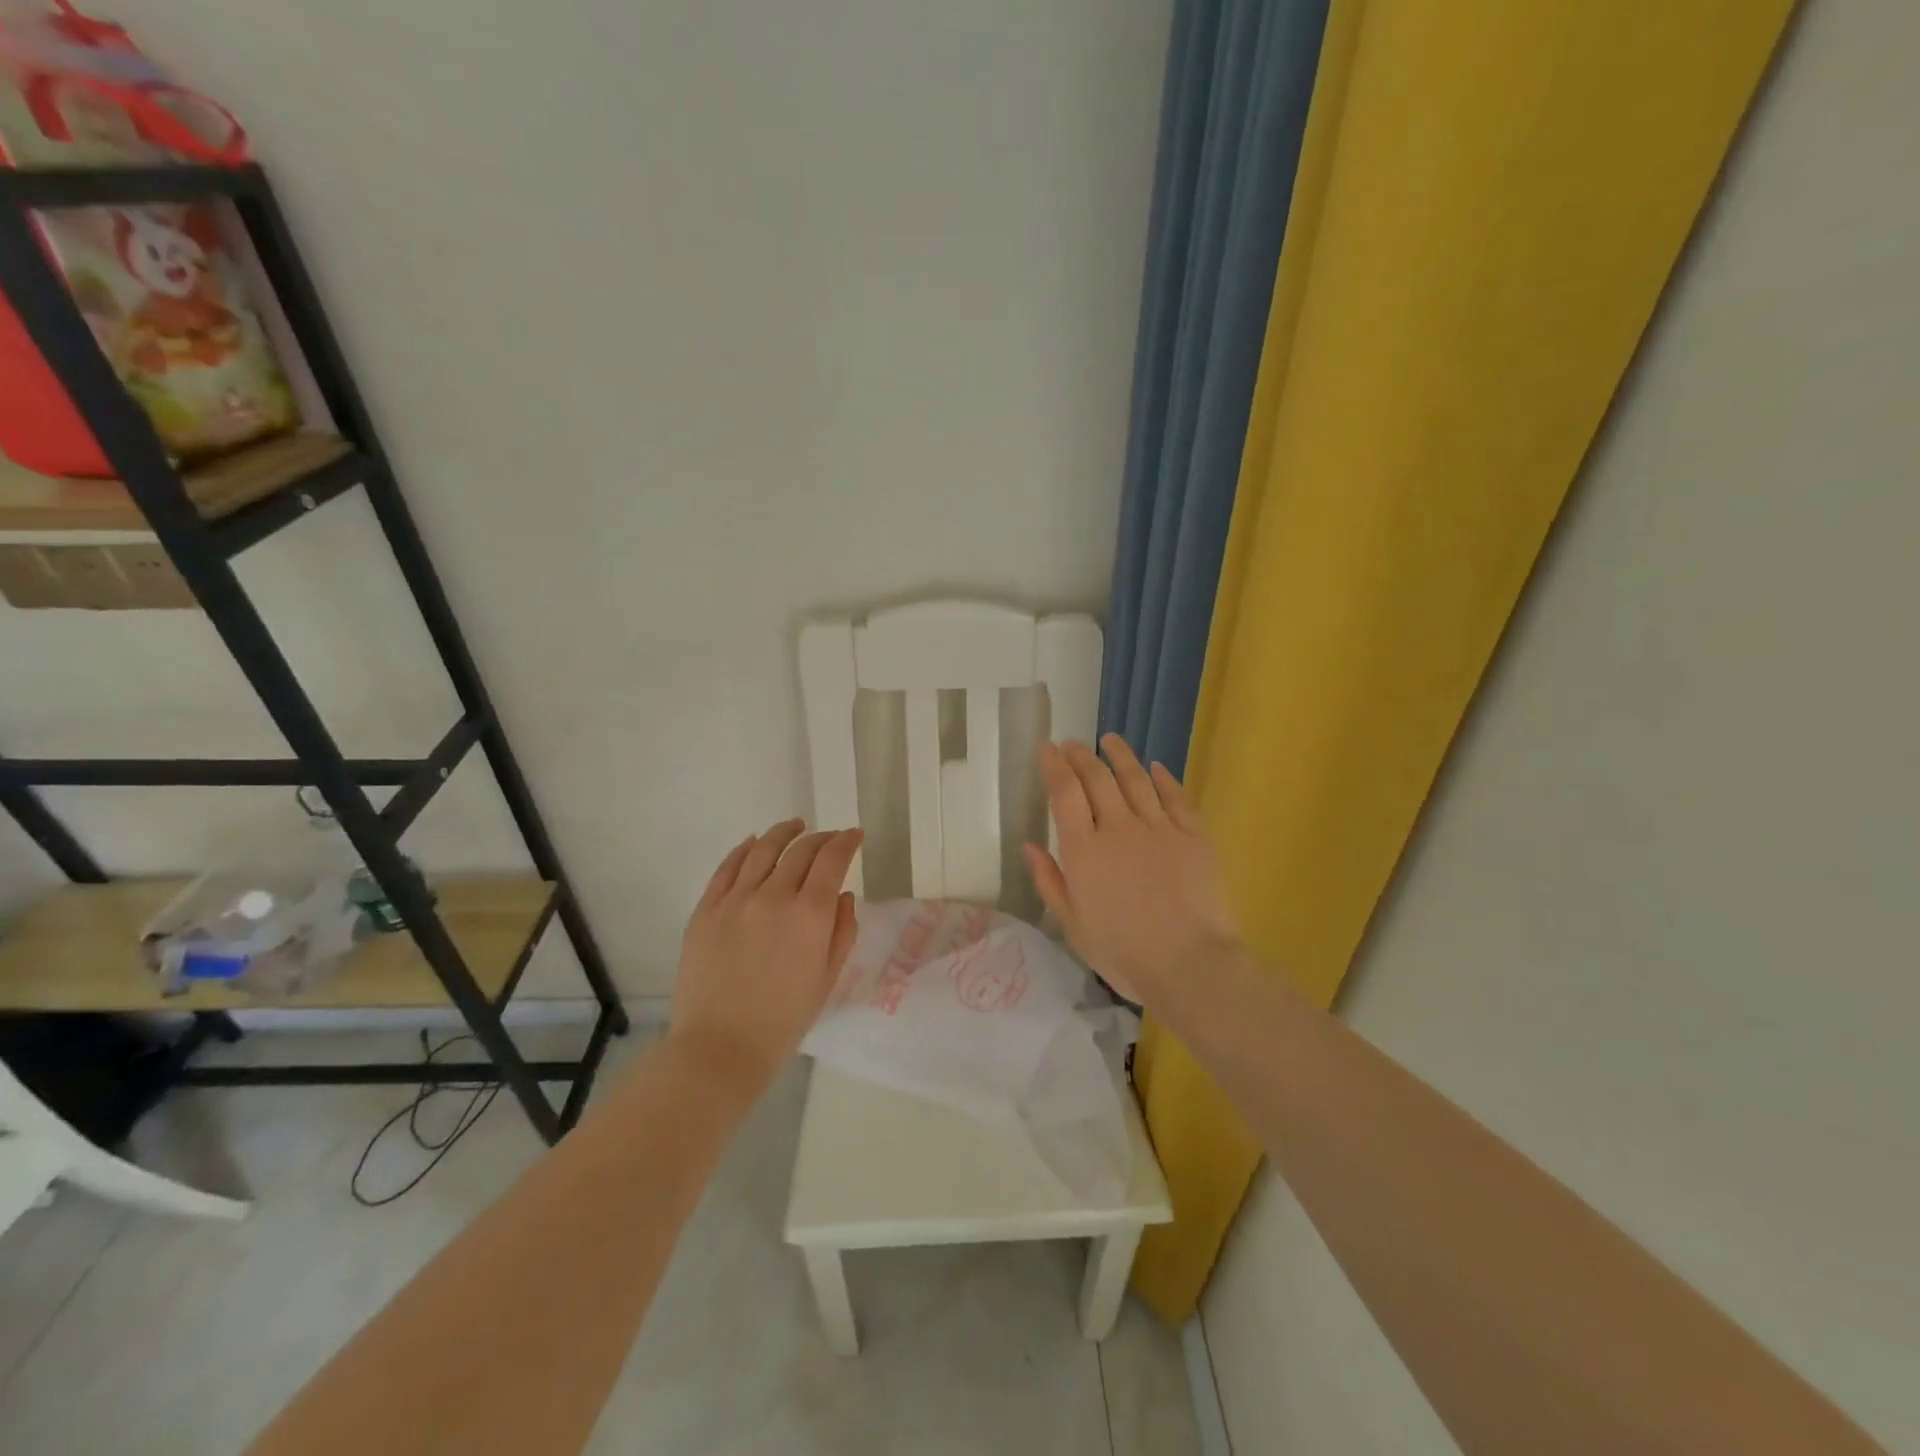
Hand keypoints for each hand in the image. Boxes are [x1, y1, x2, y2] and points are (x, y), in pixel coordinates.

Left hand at [669, 820, 863, 1091]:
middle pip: (801, 850)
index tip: (854, 836)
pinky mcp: (706, 909)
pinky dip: (745, 849)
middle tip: (830, 837)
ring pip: (763, 849)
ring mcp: (735, 900)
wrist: (720, 1048)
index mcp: (809, 915)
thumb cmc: (783, 1021)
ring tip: (795, 826)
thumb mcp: (827, 978)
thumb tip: (843, 896)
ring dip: (784, 832)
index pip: (832, 859)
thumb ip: (841, 931)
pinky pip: (728, 867)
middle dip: (821, 838)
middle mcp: (773, 896)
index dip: (846, 841)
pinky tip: (754, 843)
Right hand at [1023, 735, 1240, 1007]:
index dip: (1054, 766)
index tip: (1047, 748)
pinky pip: (1176, 797)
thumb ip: (1049, 880)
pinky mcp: (1193, 835)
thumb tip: (1029, 845)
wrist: (1189, 964)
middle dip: (1081, 756)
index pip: (1065, 793)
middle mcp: (1119, 828)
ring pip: (1136, 779)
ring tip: (1110, 740)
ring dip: (1120, 755)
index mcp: (1085, 851)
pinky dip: (1163, 778)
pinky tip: (1155, 767)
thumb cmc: (1123, 952)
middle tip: (1072, 744)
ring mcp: (1159, 828)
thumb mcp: (1072, 925)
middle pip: (1097, 778)